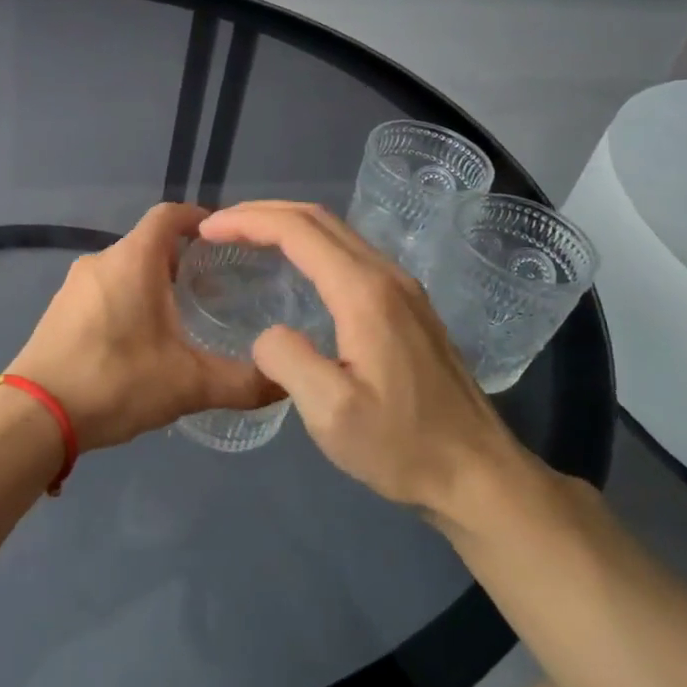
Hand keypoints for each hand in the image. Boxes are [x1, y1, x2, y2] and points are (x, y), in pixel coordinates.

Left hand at [7, 203, 282, 451]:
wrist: (34, 415)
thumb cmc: (115, 382)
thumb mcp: (187, 385)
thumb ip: (241, 383)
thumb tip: (286, 383)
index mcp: (133, 260)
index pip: (169, 215)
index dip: (199, 219)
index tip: (226, 239)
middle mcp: (101, 260)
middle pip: (148, 244)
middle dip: (182, 260)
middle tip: (214, 288)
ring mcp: (75, 285)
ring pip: (124, 269)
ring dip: (153, 283)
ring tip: (182, 317)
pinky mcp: (59, 309)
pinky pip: (103, 290)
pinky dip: (127, 300)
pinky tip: (140, 340)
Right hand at [197, 201, 540, 526]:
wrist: (478, 474)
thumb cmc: (403, 446)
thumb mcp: (332, 413)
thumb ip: (287, 361)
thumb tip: (268, 334)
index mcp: (364, 293)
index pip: (297, 231)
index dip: (247, 221)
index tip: (208, 229)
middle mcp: (386, 275)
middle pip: (318, 219)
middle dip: (263, 212)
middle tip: (218, 226)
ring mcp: (403, 288)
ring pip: (337, 232)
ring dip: (288, 225)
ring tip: (246, 238)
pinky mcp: (409, 305)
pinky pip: (350, 253)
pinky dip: (311, 244)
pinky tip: (294, 267)